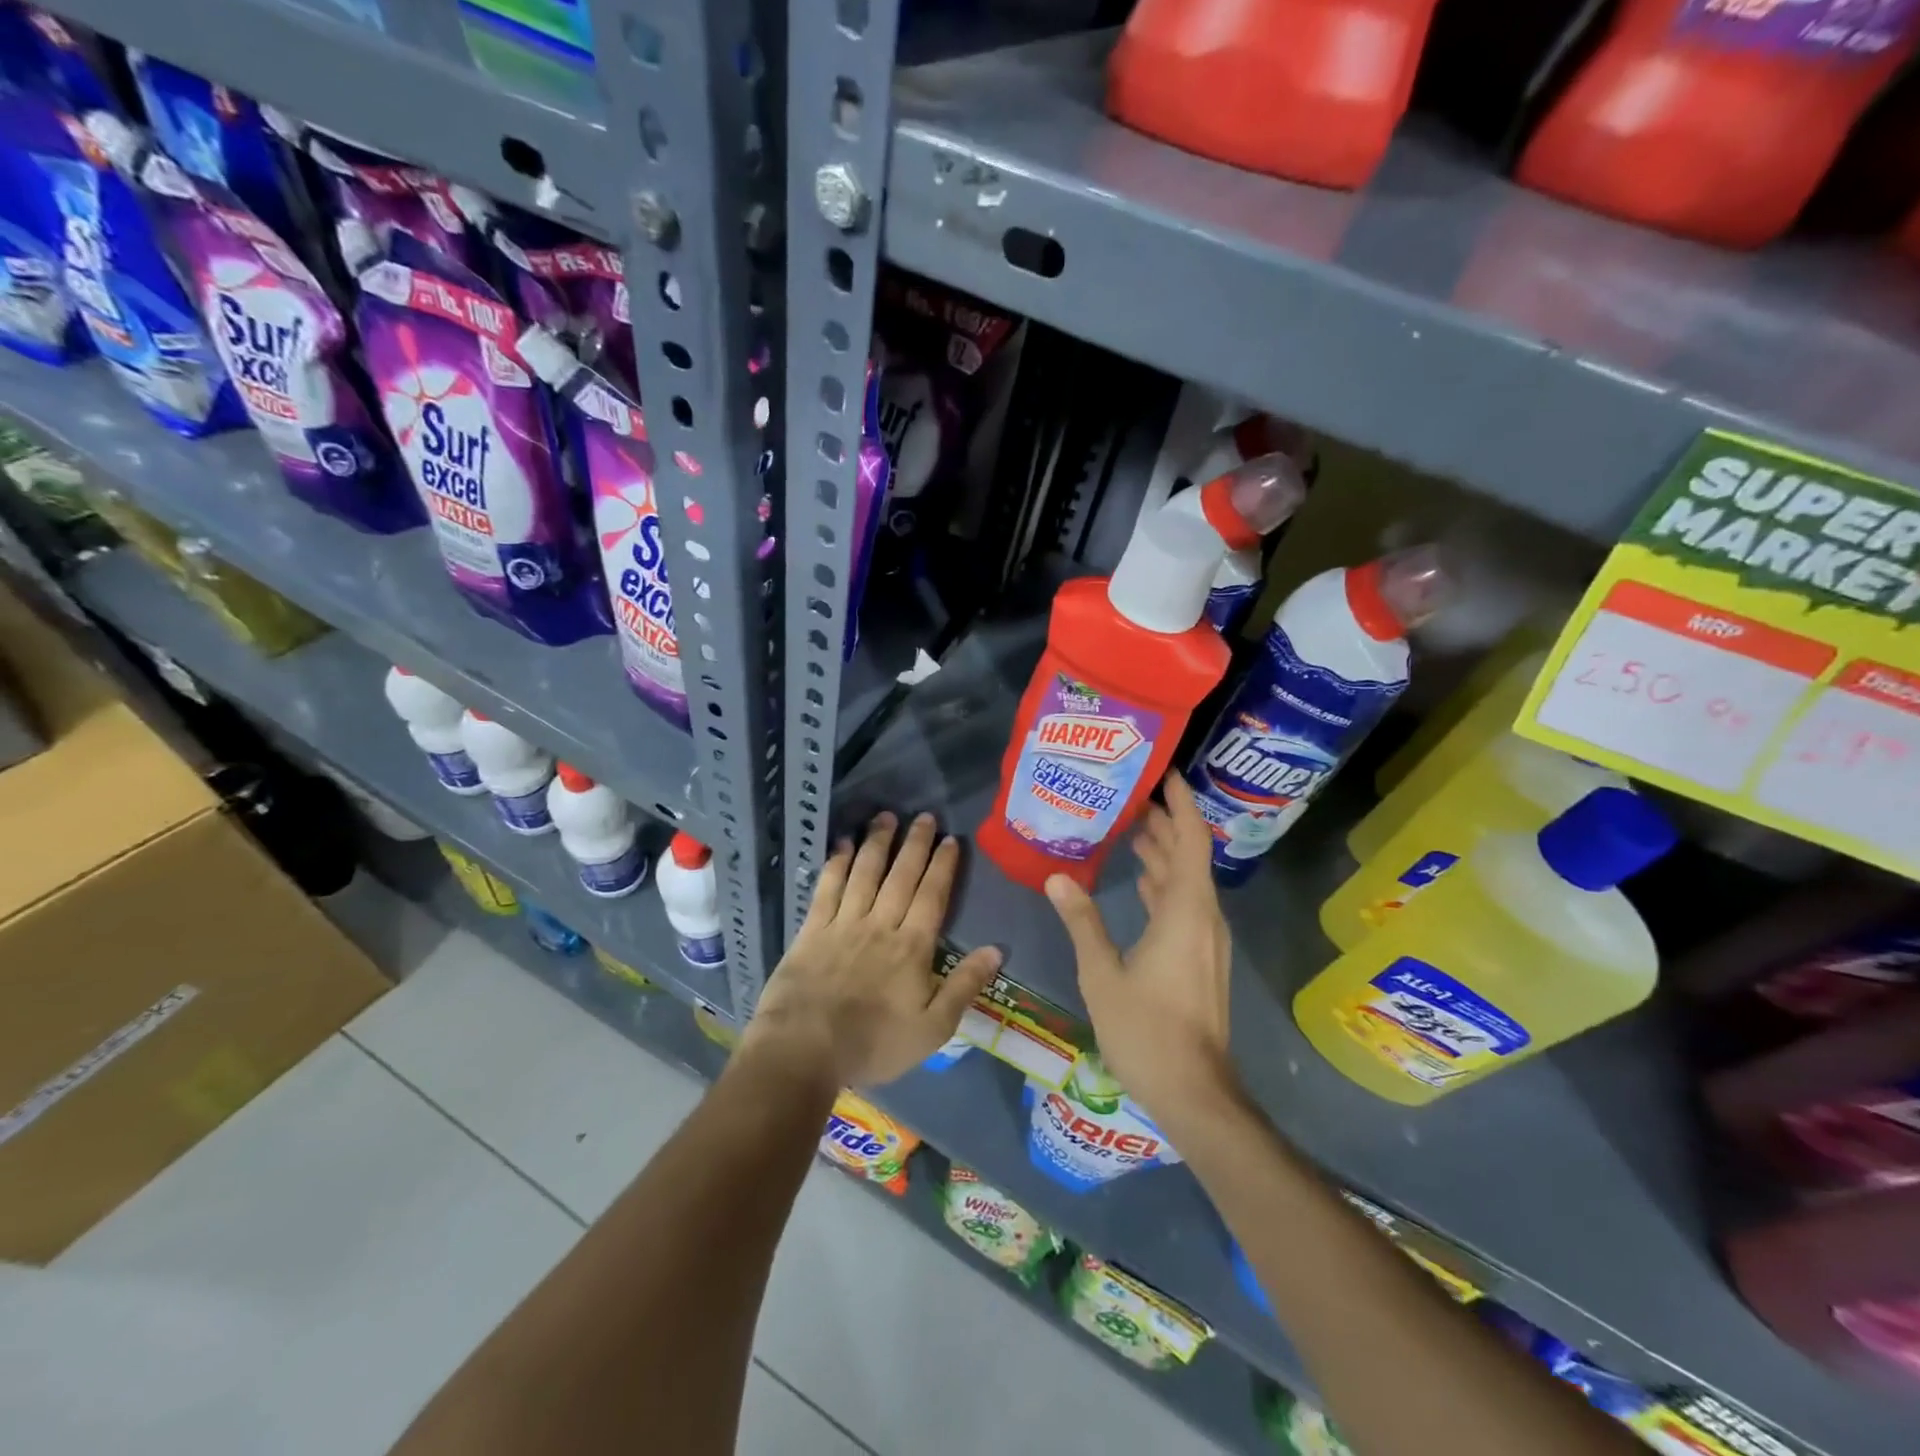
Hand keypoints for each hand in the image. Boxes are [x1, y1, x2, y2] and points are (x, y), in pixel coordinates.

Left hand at [746, 811, 1001, 1088]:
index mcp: (912, 947)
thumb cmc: (874, 1043)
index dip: (942, 866)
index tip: (950, 839)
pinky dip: (836, 864)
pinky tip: (842, 844)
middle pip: (901, 876)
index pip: (932, 896)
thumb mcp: (933, 1028)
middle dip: (915, 844)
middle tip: (924, 816)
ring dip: (877, 843)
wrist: (805, 1049)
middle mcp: (880, 924)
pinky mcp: (812, 930)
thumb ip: (964, 985)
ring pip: (865, 873)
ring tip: (886, 817)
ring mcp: (844, 923)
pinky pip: (827, 888)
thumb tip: (997, 949)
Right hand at [1044, 774, 1235, 1122]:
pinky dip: (1162, 884)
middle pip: (1189, 855)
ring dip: (1163, 853)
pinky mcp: (1201, 958)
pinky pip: (1184, 905)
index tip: (1163, 771)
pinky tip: (1138, 882)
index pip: (1191, 839)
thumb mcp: (1102, 972)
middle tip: (1130, 794)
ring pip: (1187, 881)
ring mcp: (1206, 939)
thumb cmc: (1147, 1030)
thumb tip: (1057, 876)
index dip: (1180, 802)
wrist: (1194, 1092)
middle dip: (1165, 822)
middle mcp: (1203, 917)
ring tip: (1130, 828)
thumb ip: (1082, 920)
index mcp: (1185, 910)